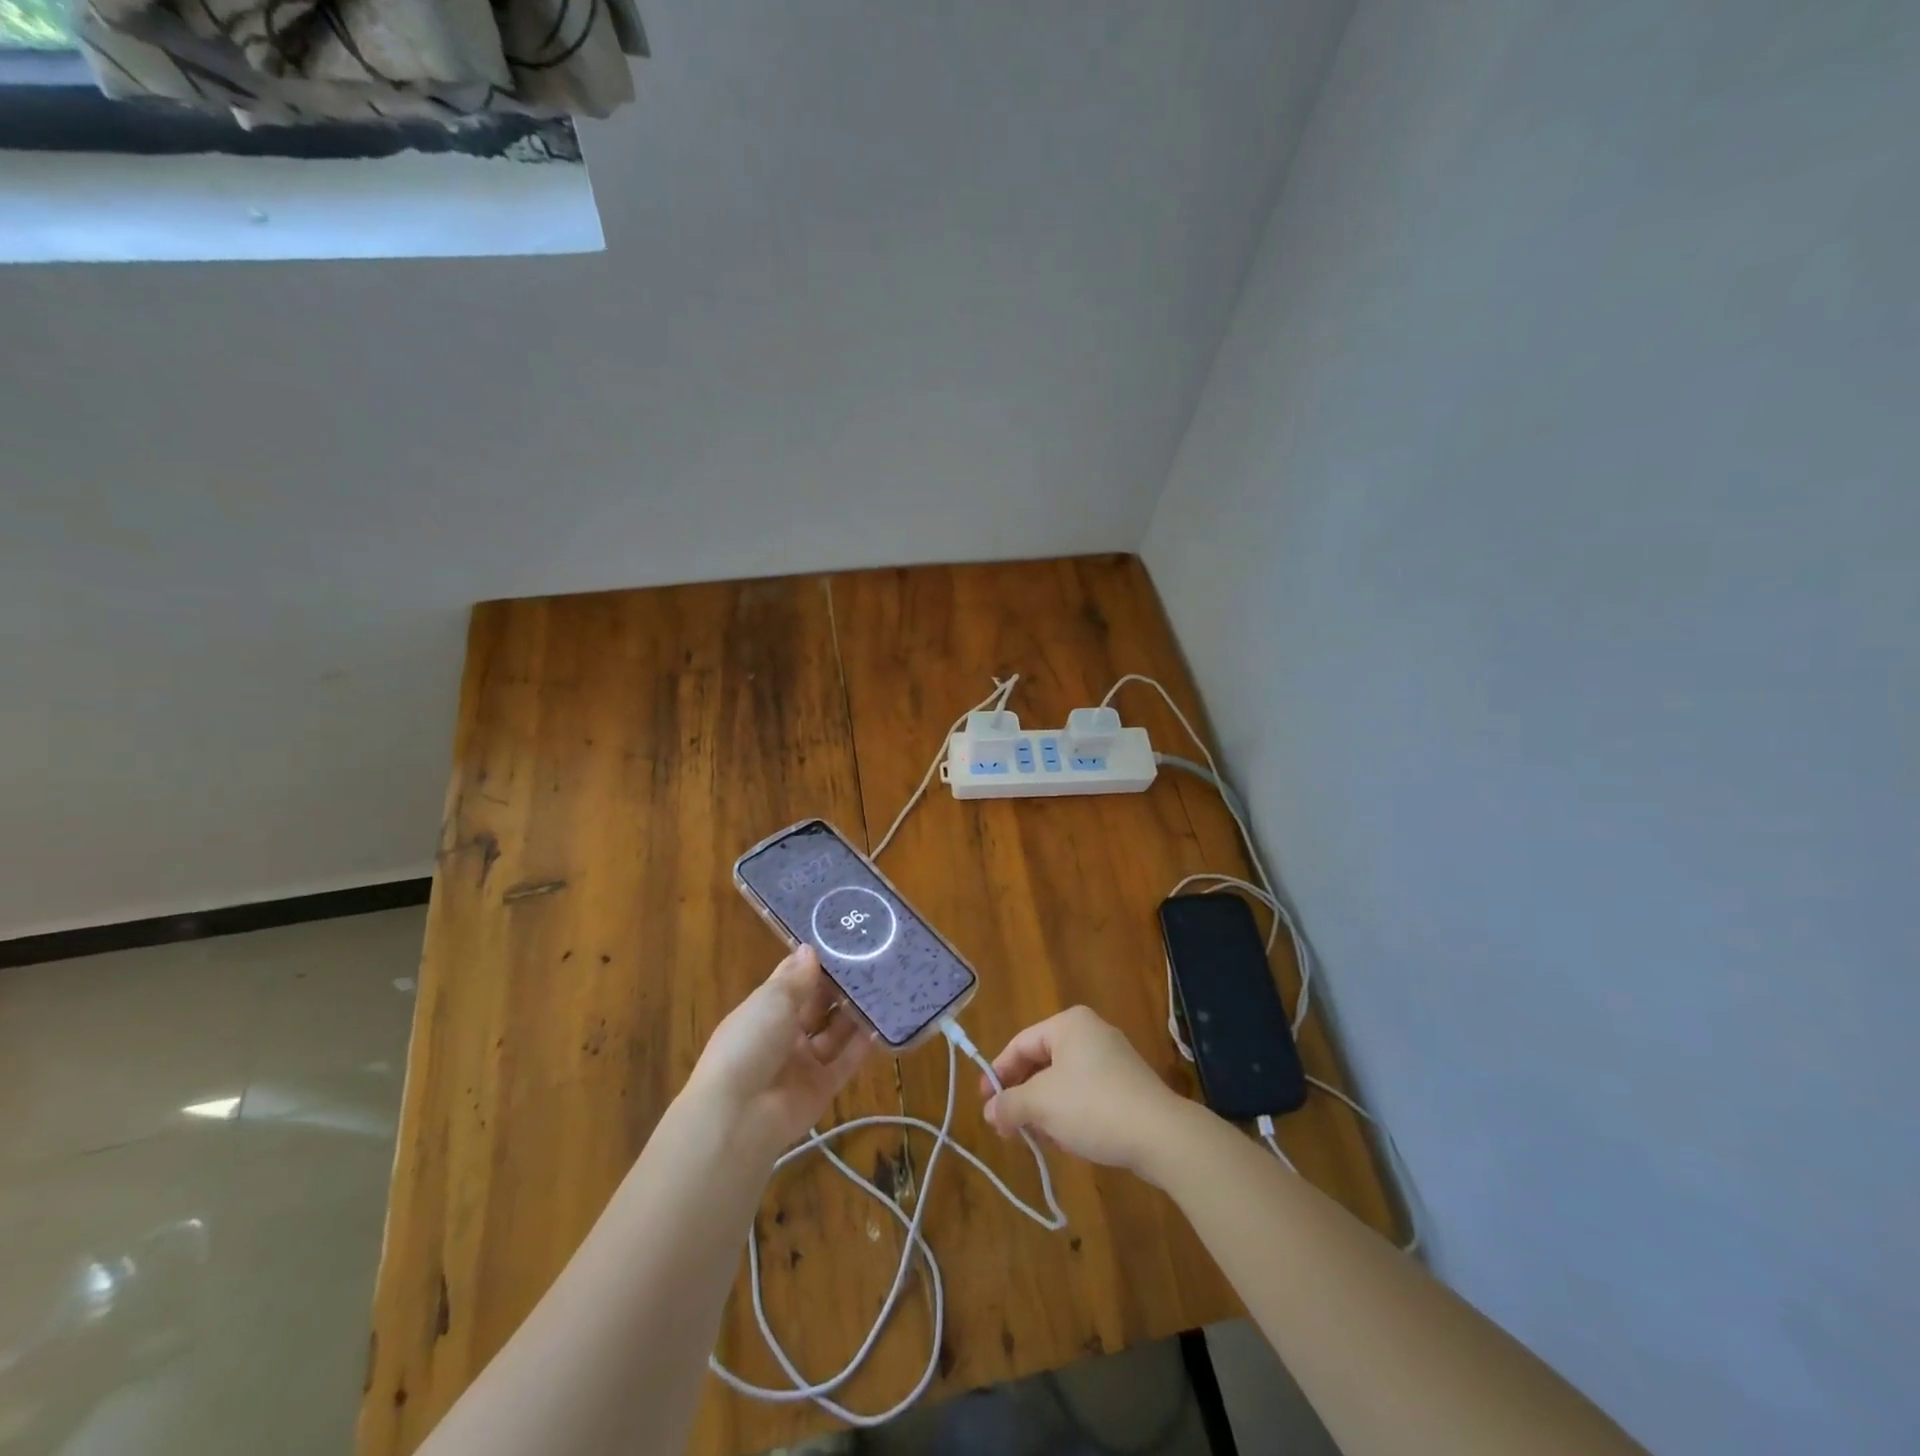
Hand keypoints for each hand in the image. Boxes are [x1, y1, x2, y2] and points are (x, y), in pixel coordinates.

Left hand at [686, 945, 875, 1154]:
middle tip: (873, 963)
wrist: (739, 1115)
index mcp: (764, 1012)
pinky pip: (846, 1063)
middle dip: (839, 989)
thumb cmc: (749, 1043)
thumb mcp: (771, 1000)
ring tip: (885, 988)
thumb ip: (796, 977)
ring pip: (834, 1034)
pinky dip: (862, 1046)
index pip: (793, 983)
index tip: (843, 944)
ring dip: (854, 1015)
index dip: (814, 966)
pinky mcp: (822, 1089)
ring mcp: (803, 1064)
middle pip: (816, 1008)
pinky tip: (883, 1025)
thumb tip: (810, 948)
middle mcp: (783, 1036)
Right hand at [980, 1006, 1190, 1173]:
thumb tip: (990, 1112)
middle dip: (1022, 1096)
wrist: (1160, 1135)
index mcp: (1069, 1024)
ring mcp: (1113, 1059)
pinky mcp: (1127, 1086)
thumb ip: (1010, 1104)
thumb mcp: (1041, 1104)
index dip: (999, 1074)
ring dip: (1044, 1109)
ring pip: (1063, 1082)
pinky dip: (1069, 1114)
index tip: (985, 1104)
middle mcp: (1091, 1033)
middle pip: (1042, 1063)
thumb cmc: (1093, 1106)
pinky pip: (1086, 1094)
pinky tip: (1066, 1141)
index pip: (1021, 1044)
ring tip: (1034, 1138)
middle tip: (1006, 1125)